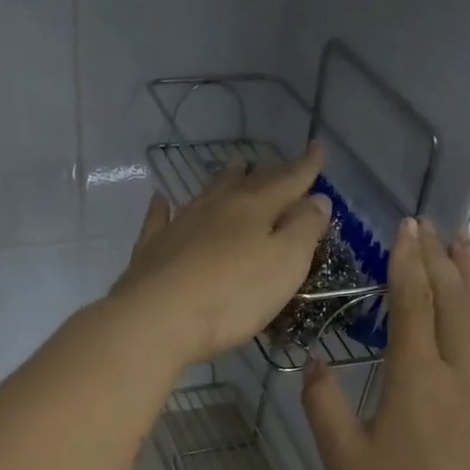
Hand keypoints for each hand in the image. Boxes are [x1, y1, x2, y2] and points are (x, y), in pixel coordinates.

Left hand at [109, 147, 330, 364]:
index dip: (306, 168)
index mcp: (255, 208)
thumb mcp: (285, 265)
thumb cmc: (231, 297)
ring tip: (235, 168)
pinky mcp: (152, 249)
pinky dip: (164, 207)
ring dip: (224, 180)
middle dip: (267, 172)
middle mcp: (217, 207)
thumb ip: (304, 229)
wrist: (157, 319)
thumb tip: (318, 198)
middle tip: (277, 163)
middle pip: (247, 183)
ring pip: (207, 193)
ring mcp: (180, 225)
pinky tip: (162, 199)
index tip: (317, 150)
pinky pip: (159, 218)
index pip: (288, 181)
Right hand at [302, 217, 469, 469]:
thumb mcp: (342, 456)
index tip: (407, 225)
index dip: (409, 261)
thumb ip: (322, 404)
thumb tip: (315, 364)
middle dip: (441, 257)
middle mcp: (458, 371)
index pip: (415, 303)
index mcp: (416, 377)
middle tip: (434, 222)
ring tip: (467, 244)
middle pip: (454, 300)